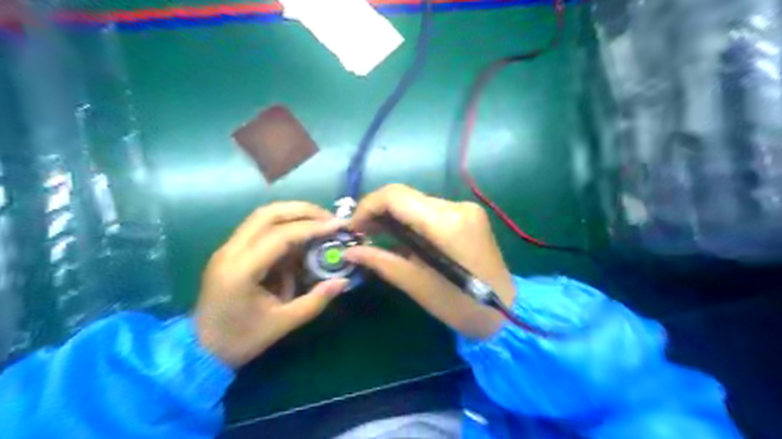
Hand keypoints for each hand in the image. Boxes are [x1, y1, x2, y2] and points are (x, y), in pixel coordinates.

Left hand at [194, 202, 346, 365]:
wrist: (199, 350)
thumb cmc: (240, 340)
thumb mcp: (282, 324)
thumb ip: (315, 301)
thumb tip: (343, 281)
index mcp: (241, 270)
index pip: (280, 236)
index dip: (312, 227)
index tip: (337, 226)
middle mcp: (230, 251)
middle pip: (268, 214)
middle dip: (302, 211)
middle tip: (329, 218)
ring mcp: (227, 249)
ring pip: (262, 217)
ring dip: (293, 214)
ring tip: (319, 222)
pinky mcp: (230, 251)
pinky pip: (260, 229)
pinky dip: (284, 227)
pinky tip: (301, 238)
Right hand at [345, 183, 518, 339]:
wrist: (505, 311)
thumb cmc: (460, 306)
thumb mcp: (416, 284)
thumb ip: (382, 261)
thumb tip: (350, 251)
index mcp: (445, 223)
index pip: (396, 196)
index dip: (368, 206)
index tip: (354, 228)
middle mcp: (456, 206)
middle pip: (406, 196)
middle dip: (379, 211)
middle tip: (362, 234)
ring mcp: (466, 208)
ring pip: (417, 202)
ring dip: (394, 216)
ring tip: (377, 236)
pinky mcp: (469, 214)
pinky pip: (431, 210)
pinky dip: (412, 220)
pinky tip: (402, 237)